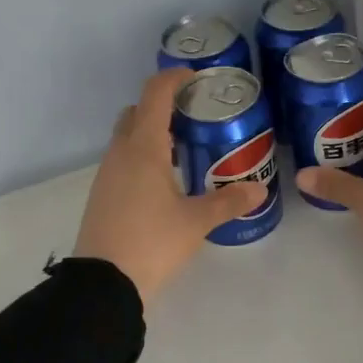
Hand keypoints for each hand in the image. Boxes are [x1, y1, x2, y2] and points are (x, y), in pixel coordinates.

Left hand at [73, 68, 267, 305]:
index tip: (195, 78)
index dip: (173, 79)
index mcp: (144, 148)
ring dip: (151, 133)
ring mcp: (107, 174)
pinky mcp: (102, 194)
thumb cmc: (152, 242)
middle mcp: (120, 153)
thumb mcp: (196, 222)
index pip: (155, 95)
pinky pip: (123, 160)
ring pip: (127, 137)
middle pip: (136, 112)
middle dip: (162, 106)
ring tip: (185, 150)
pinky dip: (142, 156)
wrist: (103, 284)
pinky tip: (165, 181)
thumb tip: (260, 190)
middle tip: (194, 117)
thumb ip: (229, 202)